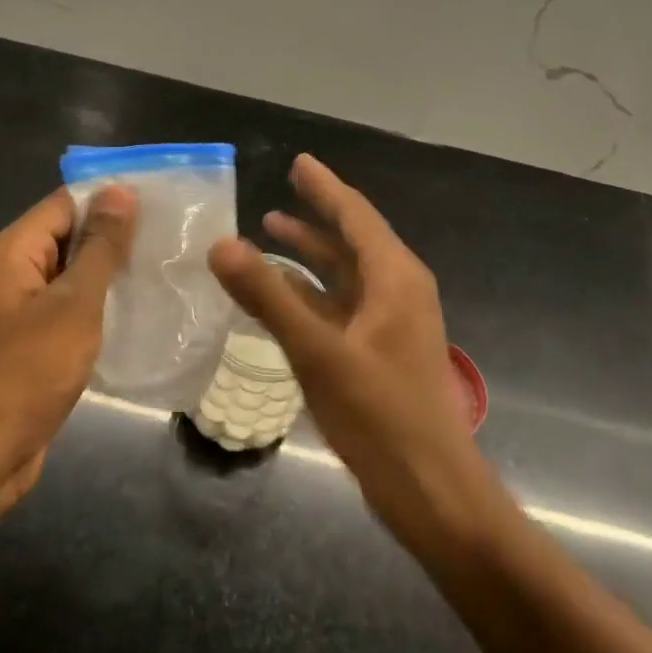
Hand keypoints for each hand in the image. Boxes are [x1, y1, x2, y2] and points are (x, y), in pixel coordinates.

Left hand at [0, 184, 137, 508]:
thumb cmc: (26, 371)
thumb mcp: (72, 304)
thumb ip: (99, 247)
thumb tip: (120, 190)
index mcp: (15, 250)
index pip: (67, 202)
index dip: (112, 197)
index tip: (164, 201)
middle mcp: (16, 270)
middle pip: (70, 234)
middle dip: (118, 234)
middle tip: (176, 236)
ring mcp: (25, 307)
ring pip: (75, 273)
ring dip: (114, 271)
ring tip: (168, 266)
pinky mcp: (36, 339)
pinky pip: (73, 307)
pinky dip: (103, 304)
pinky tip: (144, 308)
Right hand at [208, 155, 493, 539]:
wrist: (430, 490)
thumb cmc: (380, 416)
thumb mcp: (318, 352)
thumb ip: (269, 297)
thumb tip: (221, 244)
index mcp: (395, 278)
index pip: (355, 215)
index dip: (325, 187)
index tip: (300, 162)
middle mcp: (398, 291)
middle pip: (353, 239)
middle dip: (317, 213)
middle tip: (282, 189)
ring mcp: (391, 324)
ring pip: (346, 274)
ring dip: (311, 253)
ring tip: (271, 230)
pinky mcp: (380, 353)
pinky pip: (343, 306)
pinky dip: (313, 292)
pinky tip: (283, 294)